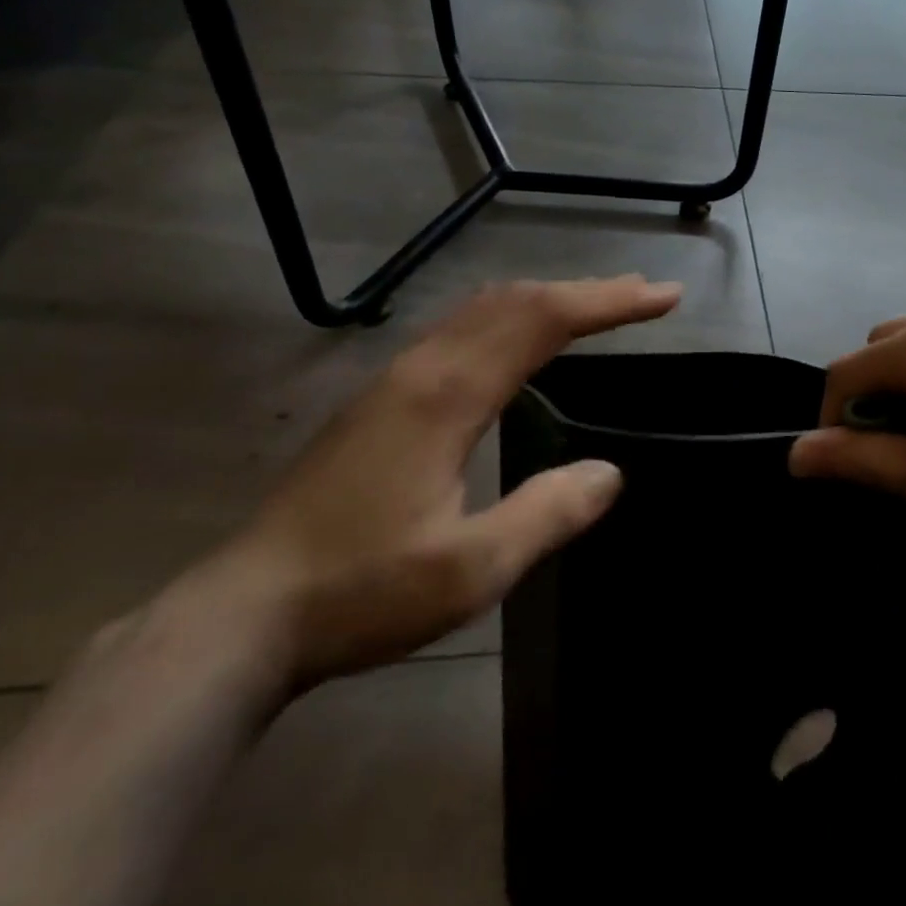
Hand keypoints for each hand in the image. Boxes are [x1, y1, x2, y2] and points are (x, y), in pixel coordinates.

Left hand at [219, 276, 680, 686]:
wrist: (243, 615)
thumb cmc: (361, 592)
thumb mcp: (471, 570)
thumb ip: (547, 514)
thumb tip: (609, 473)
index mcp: (447, 396)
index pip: (543, 320)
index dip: (609, 302)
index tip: (662, 298)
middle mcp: (421, 369)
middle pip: (514, 301)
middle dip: (585, 290)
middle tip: (642, 295)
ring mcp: (393, 381)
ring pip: (481, 310)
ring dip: (545, 299)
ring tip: (595, 308)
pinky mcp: (379, 401)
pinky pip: (458, 331)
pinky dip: (509, 319)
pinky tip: (518, 345)